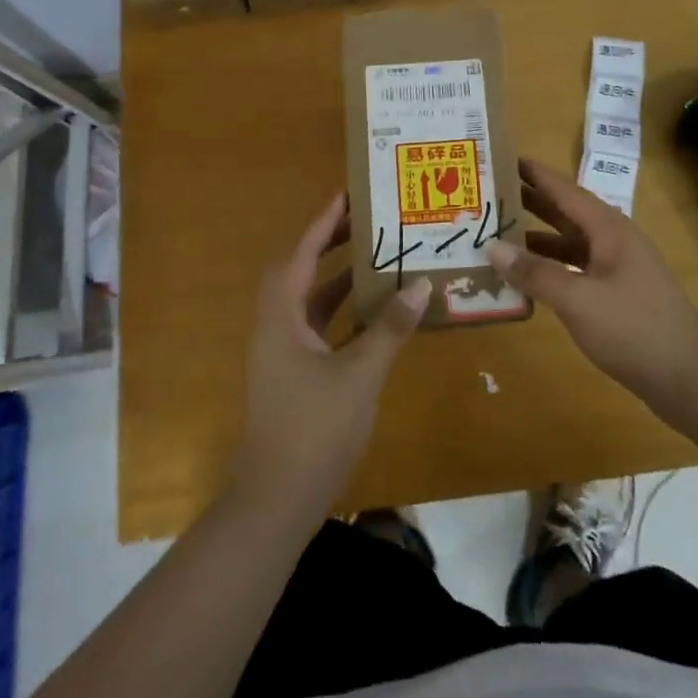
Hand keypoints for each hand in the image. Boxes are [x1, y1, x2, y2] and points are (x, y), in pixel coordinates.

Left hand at [230, 191, 431, 521]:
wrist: (276, 502)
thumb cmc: (314, 430)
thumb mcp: (359, 375)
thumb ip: (389, 328)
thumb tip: (421, 285)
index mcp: (281, 319)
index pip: (300, 256)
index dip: (322, 223)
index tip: (345, 195)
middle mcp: (276, 328)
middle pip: (300, 272)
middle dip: (329, 244)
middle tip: (364, 222)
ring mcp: (283, 355)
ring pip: (309, 302)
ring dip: (337, 279)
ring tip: (375, 258)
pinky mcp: (294, 377)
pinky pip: (318, 329)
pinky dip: (342, 314)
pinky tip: (373, 313)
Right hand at [490, 158, 697, 427]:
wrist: (691, 379)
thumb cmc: (635, 329)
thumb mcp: (579, 300)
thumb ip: (536, 273)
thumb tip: (493, 248)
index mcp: (608, 229)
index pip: (564, 190)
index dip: (534, 174)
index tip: (501, 158)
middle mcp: (612, 241)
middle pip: (565, 214)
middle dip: (529, 203)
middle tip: (489, 194)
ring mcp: (616, 269)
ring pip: (568, 245)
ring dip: (535, 240)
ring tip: (496, 235)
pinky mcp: (616, 296)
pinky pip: (574, 271)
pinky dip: (549, 270)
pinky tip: (526, 279)